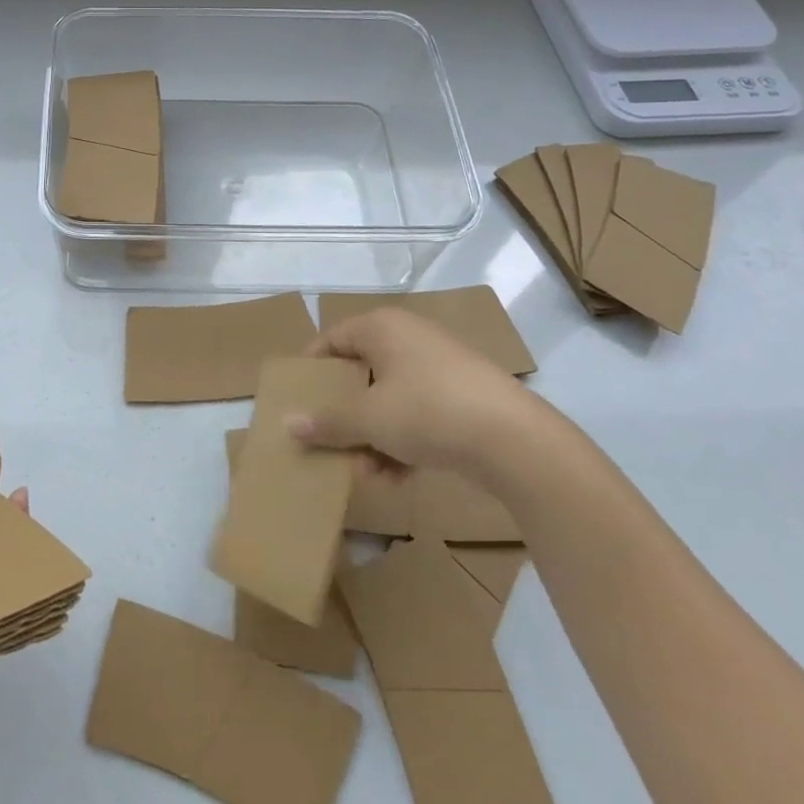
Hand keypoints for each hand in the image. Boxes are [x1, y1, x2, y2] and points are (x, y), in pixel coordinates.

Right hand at [294, 307, 553, 475]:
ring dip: (372, 436)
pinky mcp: (462, 395)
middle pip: (360, 374)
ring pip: (388, 399)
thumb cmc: (429, 411)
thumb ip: (327, 422)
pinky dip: (403, 441)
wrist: (516, 441)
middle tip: (331, 443)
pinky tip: (398, 477)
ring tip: (368, 472)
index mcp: (382, 327)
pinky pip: (417, 413)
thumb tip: (287, 424)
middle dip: (345, 415)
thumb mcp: (369, 420)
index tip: (298, 401)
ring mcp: (439, 366)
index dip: (311, 370)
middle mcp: (409, 337)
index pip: (330, 339)